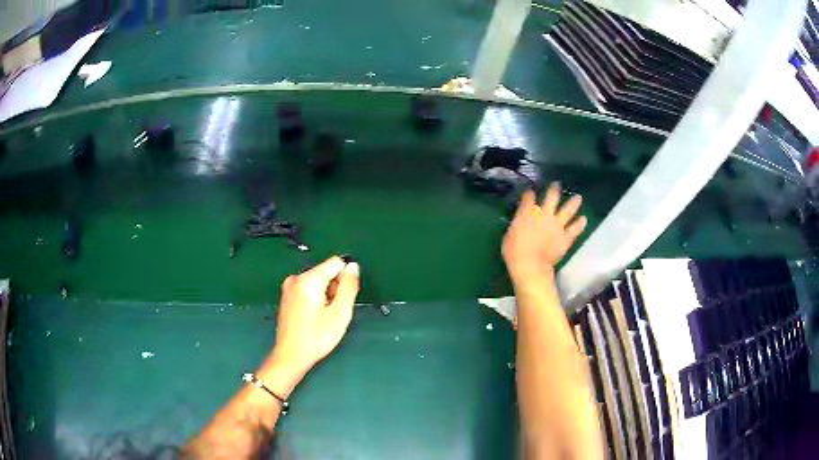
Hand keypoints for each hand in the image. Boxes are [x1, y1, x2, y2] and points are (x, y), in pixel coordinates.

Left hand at [261, 256, 359, 395]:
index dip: (345, 279)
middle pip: (326, 271)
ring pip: (317, 281)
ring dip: (325, 295)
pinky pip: (307, 289)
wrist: (291, 355)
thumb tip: (353, 266)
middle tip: (333, 312)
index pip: (336, 262)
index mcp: (309, 279)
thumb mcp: (340, 313)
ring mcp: (289, 286)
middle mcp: (296, 277)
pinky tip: (313, 317)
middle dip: (335, 288)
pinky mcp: (286, 296)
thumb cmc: (317, 337)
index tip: (342, 300)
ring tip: (323, 317)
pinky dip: (315, 299)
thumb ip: (349, 286)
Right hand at [502, 183, 586, 282]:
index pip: (528, 198)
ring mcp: (557, 225)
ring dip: (573, 203)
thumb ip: (517, 226)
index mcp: (527, 213)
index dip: (529, 194)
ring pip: (568, 210)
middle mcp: (544, 215)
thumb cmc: (514, 252)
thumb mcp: (509, 235)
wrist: (531, 265)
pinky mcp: (565, 238)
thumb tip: (520, 223)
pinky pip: (575, 229)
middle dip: (553, 190)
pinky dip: (580, 224)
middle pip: (551, 198)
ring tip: (578, 197)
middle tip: (556, 185)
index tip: (529, 192)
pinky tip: (583, 219)